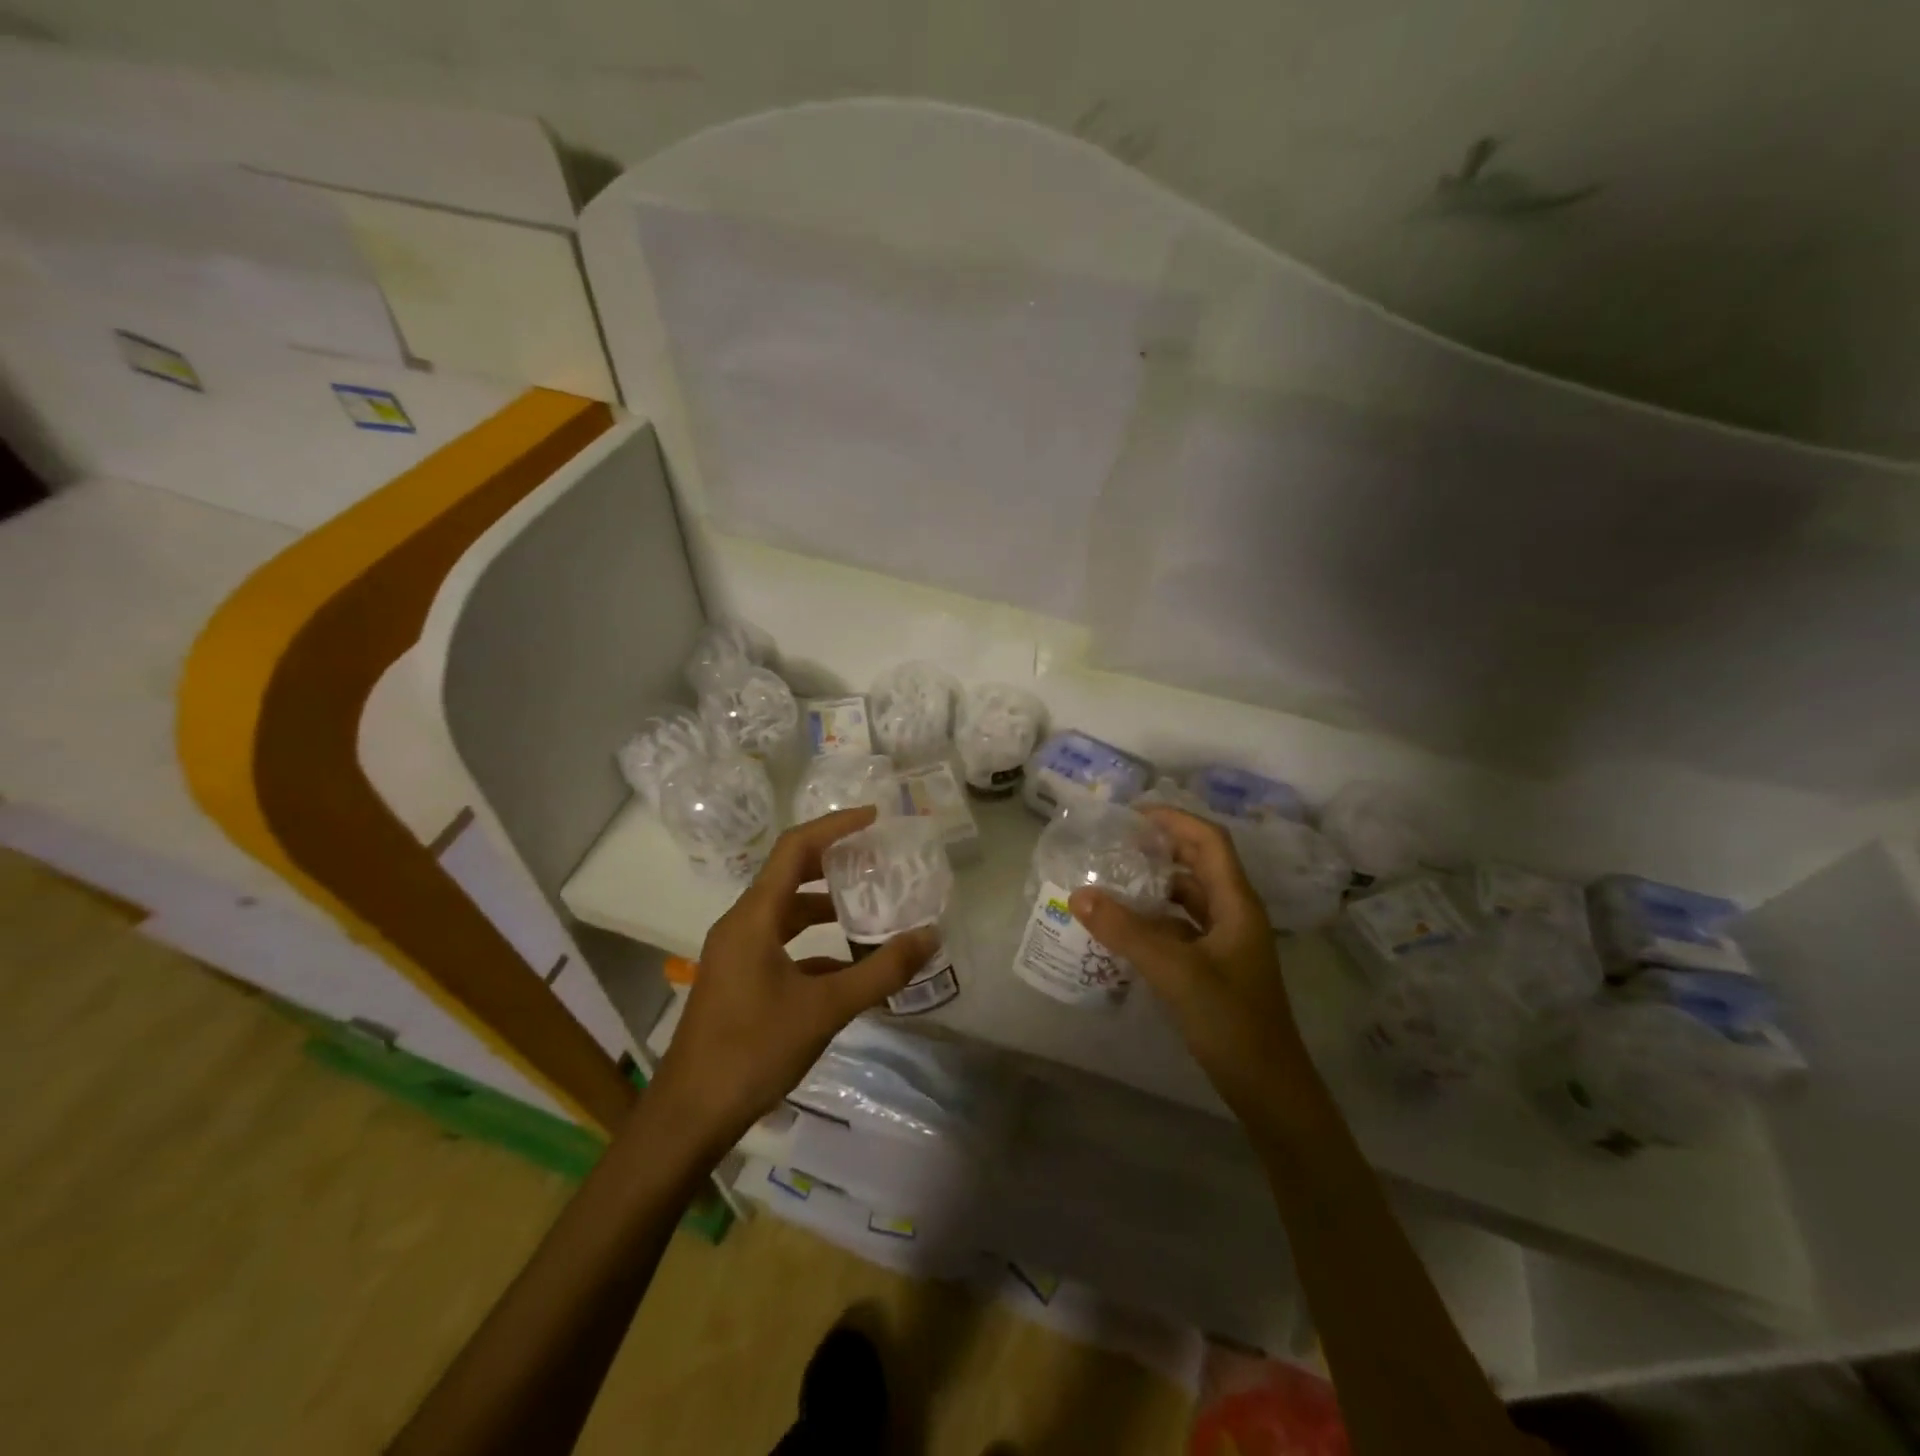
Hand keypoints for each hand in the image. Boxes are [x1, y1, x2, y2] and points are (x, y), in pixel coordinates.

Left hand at [644, 807, 937, 1153]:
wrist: (690, 1115)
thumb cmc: (753, 1050)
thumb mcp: (825, 1009)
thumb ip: (881, 972)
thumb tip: (930, 937)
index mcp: (754, 917)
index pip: (795, 848)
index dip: (835, 826)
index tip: (874, 817)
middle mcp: (742, 925)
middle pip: (790, 875)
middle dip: (835, 863)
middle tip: (878, 858)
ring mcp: (737, 953)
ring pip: (788, 913)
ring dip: (827, 907)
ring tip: (872, 908)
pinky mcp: (740, 979)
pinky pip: (783, 945)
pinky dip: (817, 945)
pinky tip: (851, 967)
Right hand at [1069, 808, 1315, 1115]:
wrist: (1268, 1088)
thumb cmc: (1230, 1021)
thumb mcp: (1175, 971)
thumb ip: (1126, 931)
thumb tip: (1078, 894)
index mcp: (1236, 903)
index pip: (1209, 841)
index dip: (1174, 820)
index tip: (1132, 814)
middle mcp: (1233, 914)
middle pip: (1198, 865)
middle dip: (1160, 848)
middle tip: (1114, 842)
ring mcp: (1225, 942)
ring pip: (1187, 898)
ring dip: (1154, 885)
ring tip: (1111, 878)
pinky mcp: (1214, 967)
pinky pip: (1180, 928)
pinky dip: (1154, 919)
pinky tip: (1123, 927)